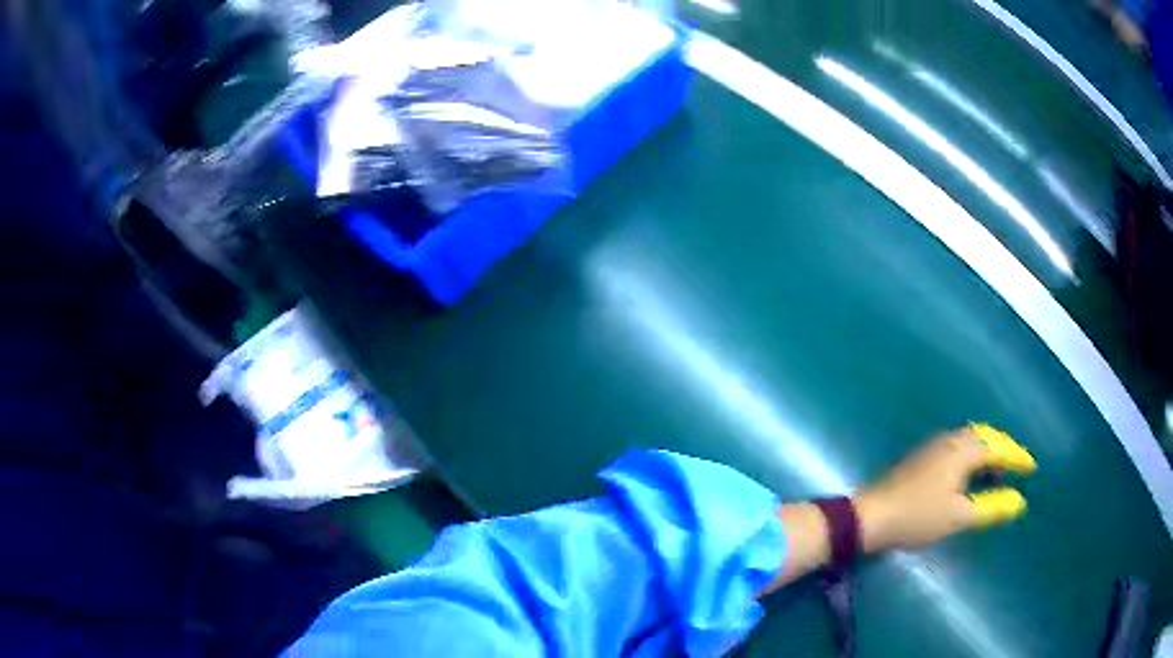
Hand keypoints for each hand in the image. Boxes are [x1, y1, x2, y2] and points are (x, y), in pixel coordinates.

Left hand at [853, 424, 1036, 552]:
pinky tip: (971, 475)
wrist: (871, 517)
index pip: (999, 448)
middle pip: (985, 437)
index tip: (1032, 467)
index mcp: (963, 450)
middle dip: (1004, 449)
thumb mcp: (959, 517)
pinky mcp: (923, 459)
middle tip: (1017, 465)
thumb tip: (1019, 502)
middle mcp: (951, 441)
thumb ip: (991, 508)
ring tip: (998, 471)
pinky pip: (958, 448)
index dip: (1017, 457)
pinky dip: (973, 457)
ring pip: (971, 441)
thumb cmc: (918, 517)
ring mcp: (935, 447)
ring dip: (988, 452)